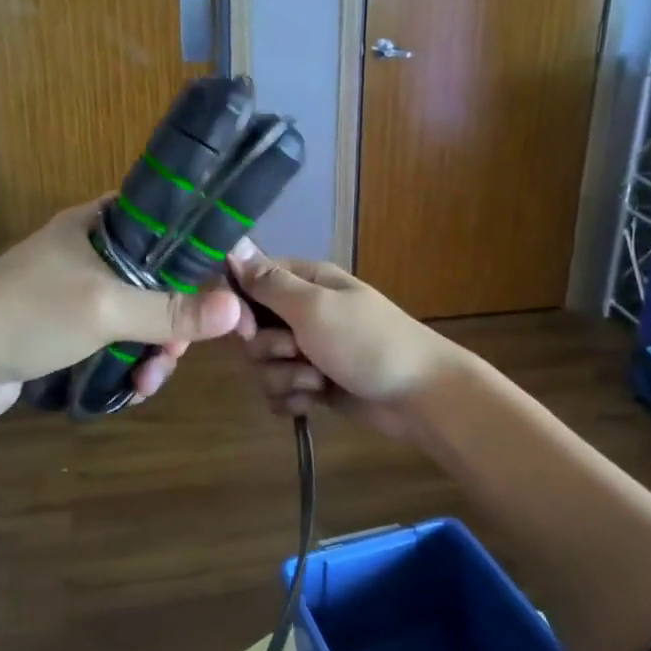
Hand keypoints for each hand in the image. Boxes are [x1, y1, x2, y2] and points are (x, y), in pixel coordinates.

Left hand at [0, 200, 242, 421]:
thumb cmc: (29, 315)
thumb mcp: (106, 308)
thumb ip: (171, 310)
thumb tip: (237, 309)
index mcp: (99, 224)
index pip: (167, 223)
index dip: (199, 254)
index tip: (223, 291)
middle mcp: (92, 250)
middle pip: (159, 277)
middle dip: (174, 321)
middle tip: (175, 353)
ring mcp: (79, 290)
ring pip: (140, 314)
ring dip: (154, 349)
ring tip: (149, 381)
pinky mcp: (69, 327)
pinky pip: (117, 338)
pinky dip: (130, 360)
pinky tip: (132, 388)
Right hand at [229, 246, 464, 439]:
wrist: (418, 396)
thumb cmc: (367, 342)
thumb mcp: (314, 306)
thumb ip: (269, 283)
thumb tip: (232, 247)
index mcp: (306, 282)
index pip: (251, 282)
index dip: (241, 307)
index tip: (248, 327)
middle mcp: (304, 312)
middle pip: (253, 330)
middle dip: (268, 350)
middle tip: (296, 352)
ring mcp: (309, 350)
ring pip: (264, 365)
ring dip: (284, 379)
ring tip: (315, 383)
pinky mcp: (314, 385)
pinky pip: (280, 391)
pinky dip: (292, 400)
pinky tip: (312, 403)